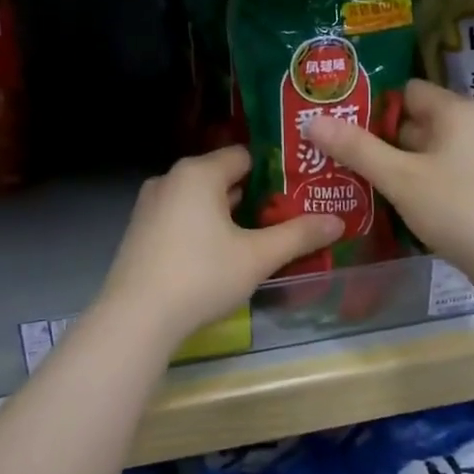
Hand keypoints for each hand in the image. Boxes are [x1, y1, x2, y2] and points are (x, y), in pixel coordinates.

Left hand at [96, 148, 341, 347]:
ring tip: (261, 237)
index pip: (245, 155)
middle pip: (223, 177)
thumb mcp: (257, 257)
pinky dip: (204, 228)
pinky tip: (221, 256)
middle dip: (256, 196)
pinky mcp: (140, 231)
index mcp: (198, 173)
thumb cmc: (201, 276)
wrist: (135, 318)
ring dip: (230, 215)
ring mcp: (150, 205)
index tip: (301, 191)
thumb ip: (299, 235)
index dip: (276, 171)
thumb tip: (338, 221)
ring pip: (201, 200)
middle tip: (288, 216)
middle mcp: (170, 179)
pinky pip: (182, 218)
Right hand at [306, 78, 473, 274]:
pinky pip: (443, 174)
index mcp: (455, 110)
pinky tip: (396, 204)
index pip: (406, 91)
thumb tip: (312, 120)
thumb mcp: (400, 178)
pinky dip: (419, 183)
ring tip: (358, 182)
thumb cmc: (458, 207)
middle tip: (339, 157)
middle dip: (379, 139)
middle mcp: (473, 125)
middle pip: (415, 122)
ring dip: (397, 165)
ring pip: (427, 152)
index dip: (372, 107)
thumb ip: (356, 148)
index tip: (342, 128)